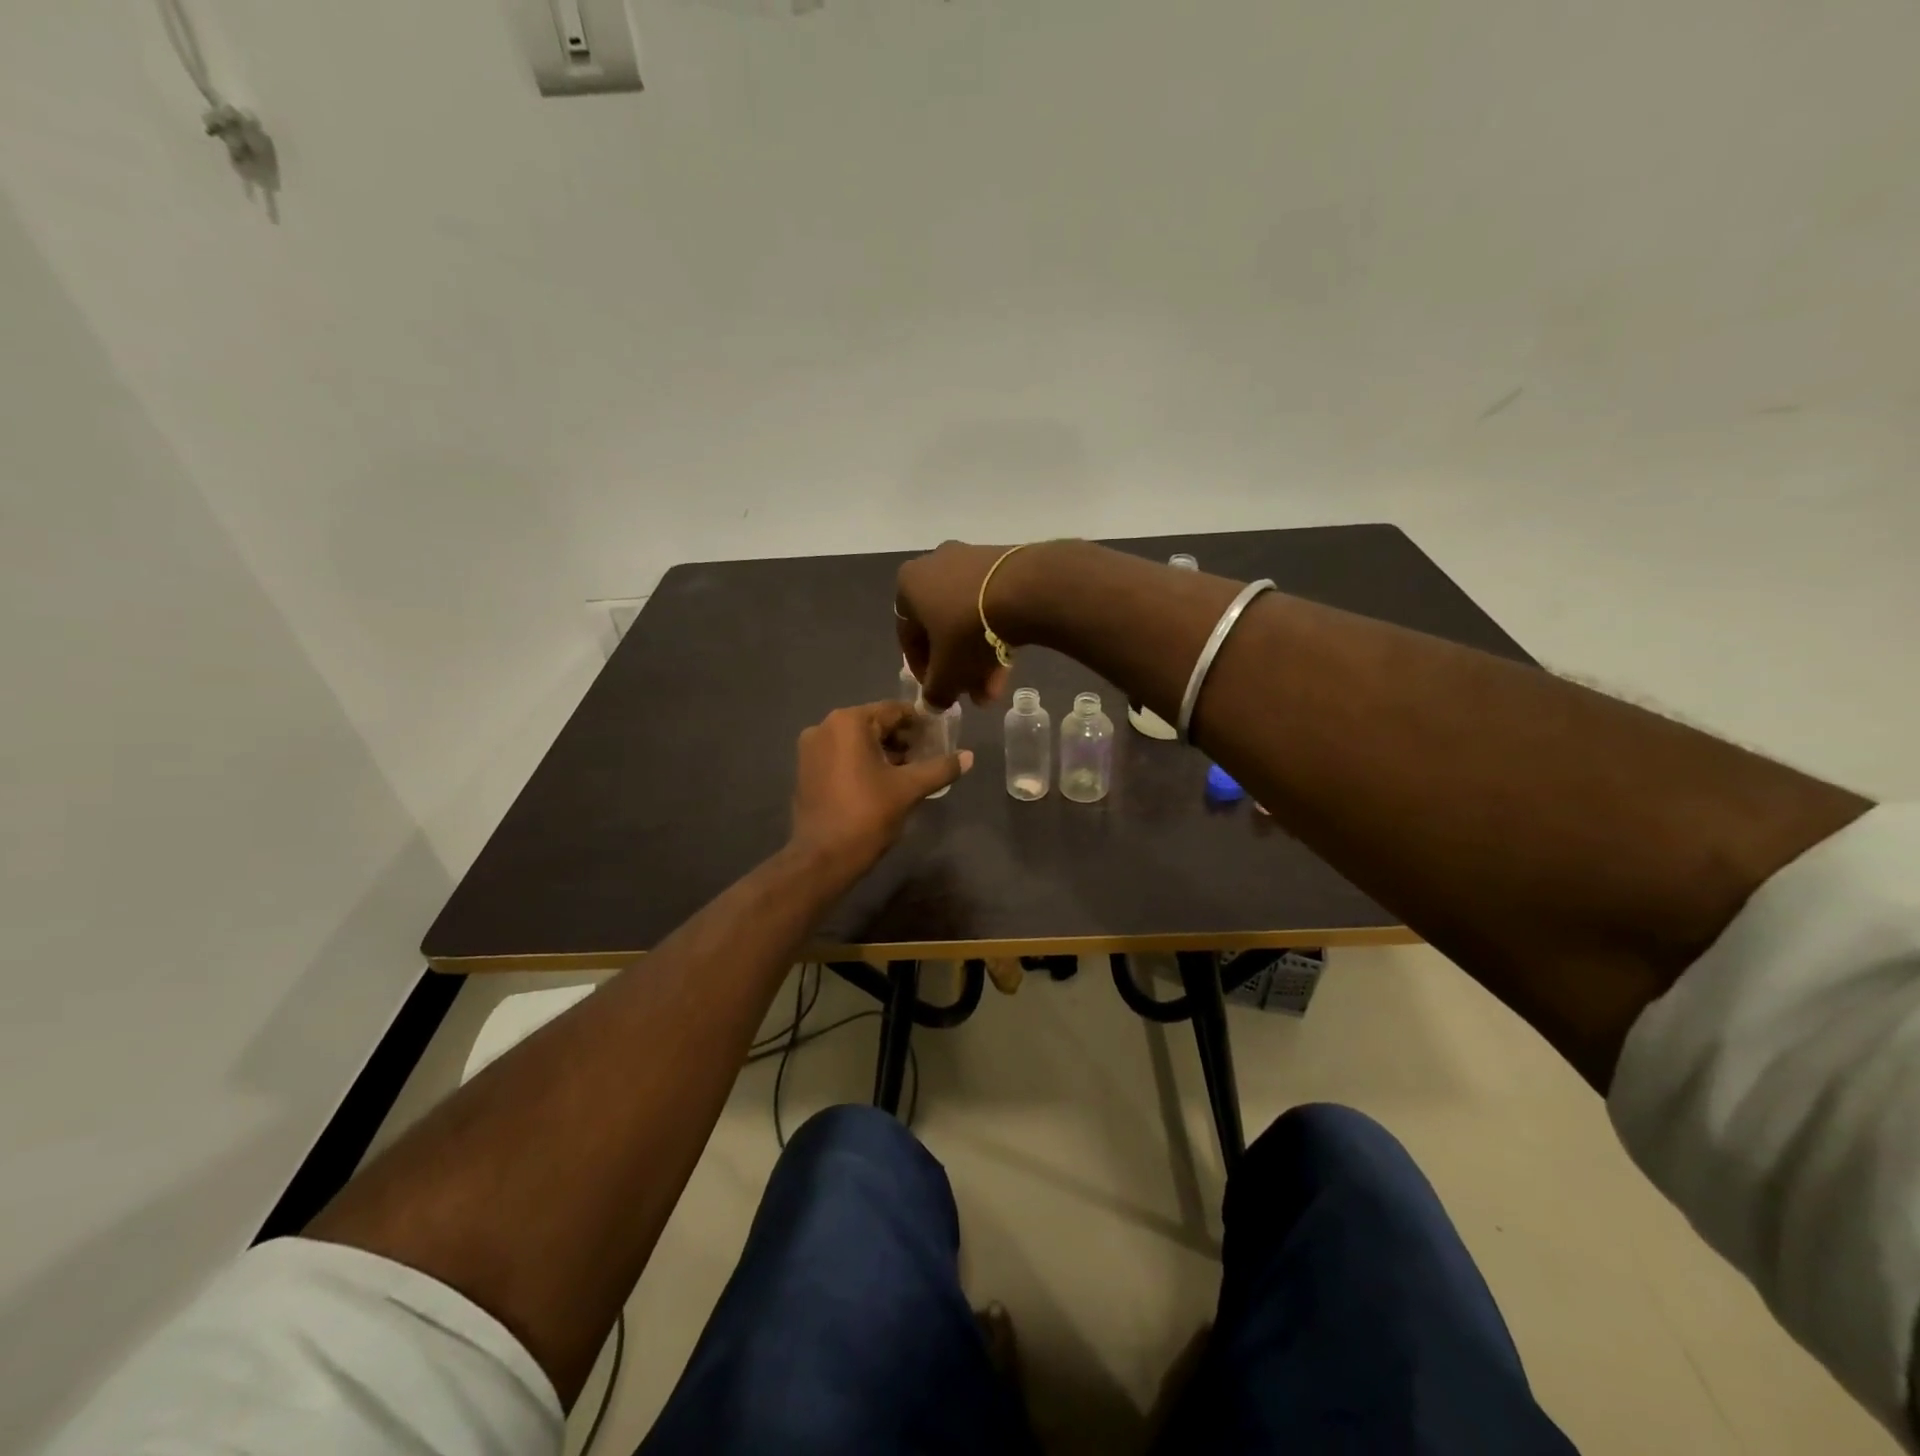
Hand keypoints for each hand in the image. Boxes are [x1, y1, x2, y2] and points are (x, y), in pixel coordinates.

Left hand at [789, 701, 974, 877]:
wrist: (822, 858)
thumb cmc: (867, 815)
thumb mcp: (909, 789)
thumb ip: (940, 768)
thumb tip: (969, 757)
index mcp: (849, 722)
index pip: (894, 711)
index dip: (920, 724)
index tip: (939, 739)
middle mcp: (825, 726)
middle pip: (874, 724)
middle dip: (902, 740)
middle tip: (926, 758)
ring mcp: (811, 748)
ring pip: (857, 740)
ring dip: (883, 752)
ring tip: (907, 773)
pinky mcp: (805, 769)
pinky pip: (841, 755)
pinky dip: (862, 762)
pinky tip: (880, 783)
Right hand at [895, 541, 1026, 708]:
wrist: (1025, 590)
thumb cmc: (968, 630)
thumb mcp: (947, 673)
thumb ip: (935, 692)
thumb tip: (933, 703)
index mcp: (909, 584)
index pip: (908, 636)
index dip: (922, 671)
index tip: (939, 691)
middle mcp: (935, 564)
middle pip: (942, 628)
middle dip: (958, 667)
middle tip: (971, 693)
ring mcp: (971, 559)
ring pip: (968, 618)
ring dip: (979, 656)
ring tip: (996, 688)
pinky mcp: (1004, 561)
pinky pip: (991, 603)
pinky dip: (996, 632)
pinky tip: (1010, 661)